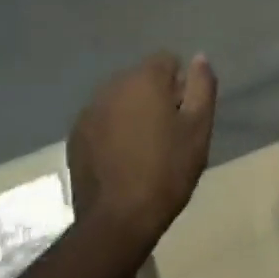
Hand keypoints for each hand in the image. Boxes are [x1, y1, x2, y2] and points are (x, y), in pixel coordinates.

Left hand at [68, 52, 216, 255]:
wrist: (117, 220)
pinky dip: (113, 131)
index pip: (167, 60)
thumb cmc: (166, 171)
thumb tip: (199, 57)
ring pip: (121, 99)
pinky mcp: (76, 135)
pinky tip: (121, 160)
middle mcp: (113, 85)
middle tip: (167, 136)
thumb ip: (202, 86)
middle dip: (155, 98)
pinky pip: (102, 120)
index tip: (184, 116)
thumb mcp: (198, 129)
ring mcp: (90, 110)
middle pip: (142, 79)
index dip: (180, 85)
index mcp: (144, 78)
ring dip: (133, 113)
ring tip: (143, 150)